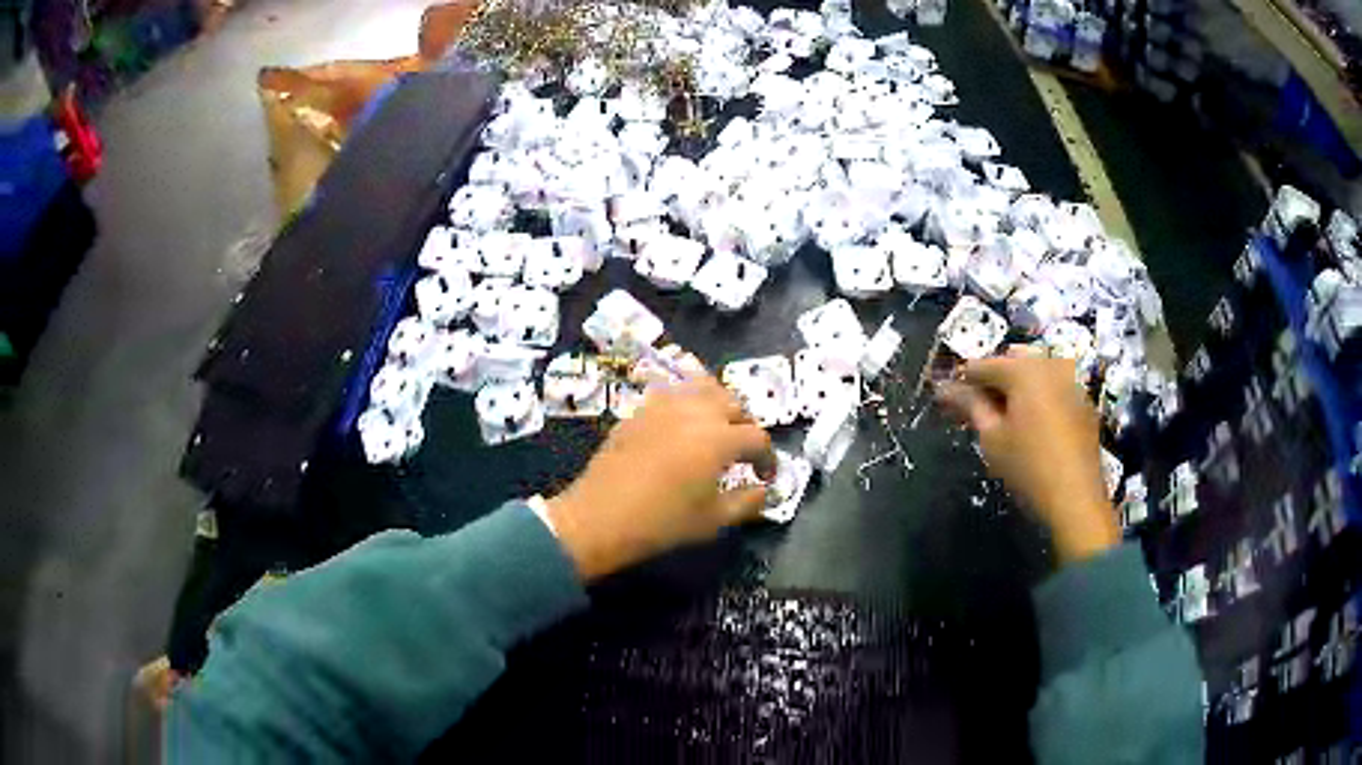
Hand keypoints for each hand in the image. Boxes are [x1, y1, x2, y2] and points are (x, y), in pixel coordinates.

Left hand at [546, 375, 776, 580]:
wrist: (600, 517)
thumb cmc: (661, 523)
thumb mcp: (713, 521)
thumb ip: (747, 502)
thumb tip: (763, 491)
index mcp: (718, 439)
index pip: (758, 438)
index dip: (768, 458)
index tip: (765, 477)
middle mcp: (695, 412)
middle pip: (734, 404)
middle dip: (746, 426)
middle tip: (743, 452)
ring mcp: (663, 406)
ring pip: (703, 387)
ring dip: (718, 404)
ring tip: (716, 428)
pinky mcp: (639, 410)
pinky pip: (672, 393)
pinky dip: (687, 402)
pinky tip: (682, 424)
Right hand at [937, 350, 1119, 563]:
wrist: (1076, 498)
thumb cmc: (1028, 467)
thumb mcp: (992, 437)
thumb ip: (970, 405)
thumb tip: (944, 388)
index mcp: (1023, 369)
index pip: (982, 365)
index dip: (962, 382)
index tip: (947, 400)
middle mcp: (1049, 364)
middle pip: (1011, 362)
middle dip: (992, 381)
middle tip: (977, 410)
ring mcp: (1071, 381)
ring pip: (1036, 372)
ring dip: (1017, 387)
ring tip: (1004, 417)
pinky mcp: (1084, 401)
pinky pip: (1055, 387)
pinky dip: (1039, 397)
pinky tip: (1033, 424)